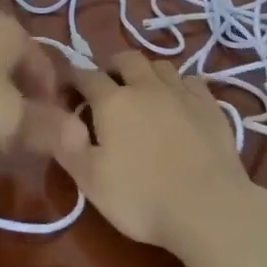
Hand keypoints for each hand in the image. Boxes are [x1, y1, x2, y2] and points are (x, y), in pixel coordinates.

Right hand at [56, 51, 254, 254]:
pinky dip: (180, 86)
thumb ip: (68, 145)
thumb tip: (56, 117)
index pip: (86, 75)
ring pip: (160, 65)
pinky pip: (191, 81)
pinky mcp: (210, 105)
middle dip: (112, 66)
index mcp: (113, 101)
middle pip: (126, 58)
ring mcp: (181, 92)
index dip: (73, 78)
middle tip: (108, 86)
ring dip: (147, 72)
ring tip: (144, 91)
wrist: (208, 208)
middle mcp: (146, 86)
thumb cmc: (142, 198)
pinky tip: (179, 102)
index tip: (67, 90)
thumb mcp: (91, 181)